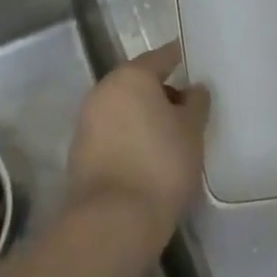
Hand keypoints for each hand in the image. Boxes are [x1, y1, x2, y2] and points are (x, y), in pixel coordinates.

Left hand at [67, 45, 211, 240]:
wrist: (114, 219)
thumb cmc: (161, 164)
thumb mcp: (192, 130)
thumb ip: (196, 102)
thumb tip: (193, 89)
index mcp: (131, 76)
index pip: (160, 57)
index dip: (179, 59)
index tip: (192, 62)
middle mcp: (104, 89)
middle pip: (138, 82)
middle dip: (161, 91)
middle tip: (187, 108)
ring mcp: (87, 120)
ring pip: (123, 108)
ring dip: (143, 115)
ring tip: (170, 136)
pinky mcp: (80, 150)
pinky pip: (112, 132)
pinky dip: (129, 136)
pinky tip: (147, 156)